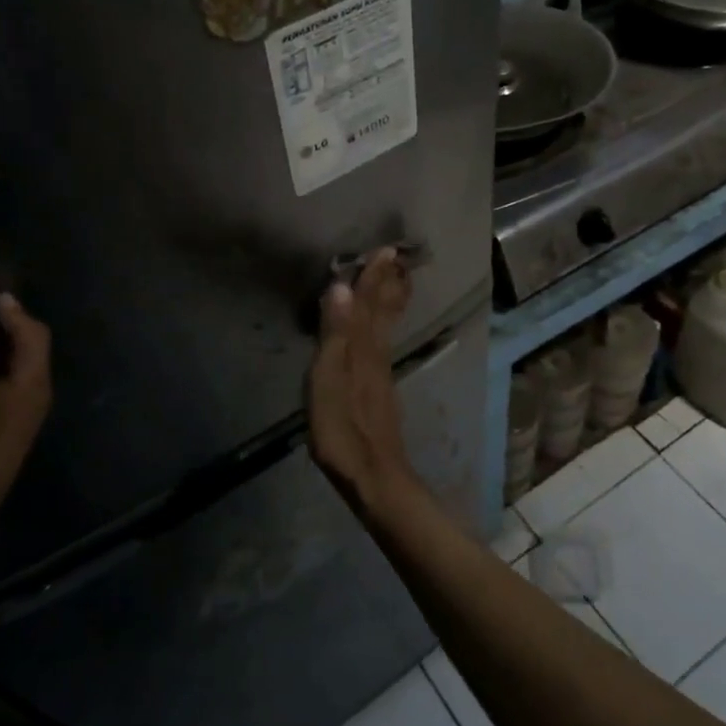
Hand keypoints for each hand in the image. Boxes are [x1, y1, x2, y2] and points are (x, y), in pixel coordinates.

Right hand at [307, 249, 415, 511]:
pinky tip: (379, 332)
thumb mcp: (328, 382)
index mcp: (362, 350)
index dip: (373, 277)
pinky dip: (383, 326)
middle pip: (382, 312)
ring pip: (385, 327)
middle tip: (396, 257)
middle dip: (386, 284)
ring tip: (394, 282)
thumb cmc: (344, 431)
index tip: (385, 249)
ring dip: (389, 301)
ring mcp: (381, 375)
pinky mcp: (380, 393)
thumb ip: (335, 335)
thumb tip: (339, 288)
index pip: (366, 304)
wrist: (374, 477)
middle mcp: (376, 355)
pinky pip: (383, 344)